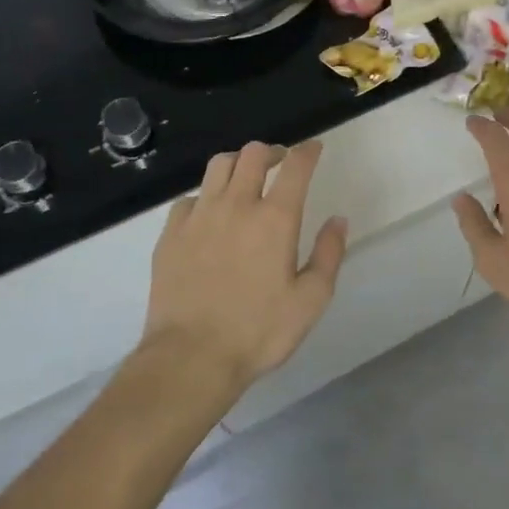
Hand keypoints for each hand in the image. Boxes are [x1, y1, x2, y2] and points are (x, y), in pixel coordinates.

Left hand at [142, 140, 346, 389]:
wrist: (190, 358)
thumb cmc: (258, 332)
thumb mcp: (310, 301)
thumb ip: (328, 254)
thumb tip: (338, 220)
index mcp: (275, 219)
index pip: (296, 166)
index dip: (308, 151)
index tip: (314, 149)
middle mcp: (237, 206)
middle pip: (253, 155)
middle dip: (272, 151)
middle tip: (281, 163)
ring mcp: (199, 217)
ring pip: (219, 165)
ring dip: (238, 164)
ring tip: (246, 179)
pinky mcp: (170, 234)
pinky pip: (190, 198)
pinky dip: (206, 196)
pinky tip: (210, 214)